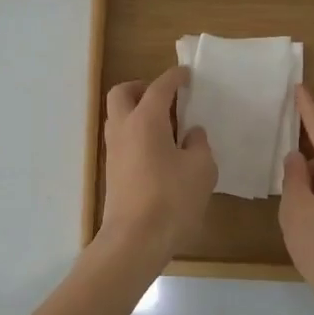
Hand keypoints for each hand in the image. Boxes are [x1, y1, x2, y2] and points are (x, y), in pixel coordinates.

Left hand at [99, 65, 216, 261]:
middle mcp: (123, 128)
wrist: (135, 240)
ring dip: (137, 112)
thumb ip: (199, 144)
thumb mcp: (201, 169)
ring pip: (118, 116)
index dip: (174, 77)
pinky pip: (122, 139)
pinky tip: (158, 151)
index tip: (187, 75)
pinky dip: (136, 134)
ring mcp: (113, 151)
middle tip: (165, 98)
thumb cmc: (171, 199)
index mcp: (145, 120)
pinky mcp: (112, 171)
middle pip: (122, 93)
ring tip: (166, 126)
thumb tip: (191, 133)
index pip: (159, 87)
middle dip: (142, 88)